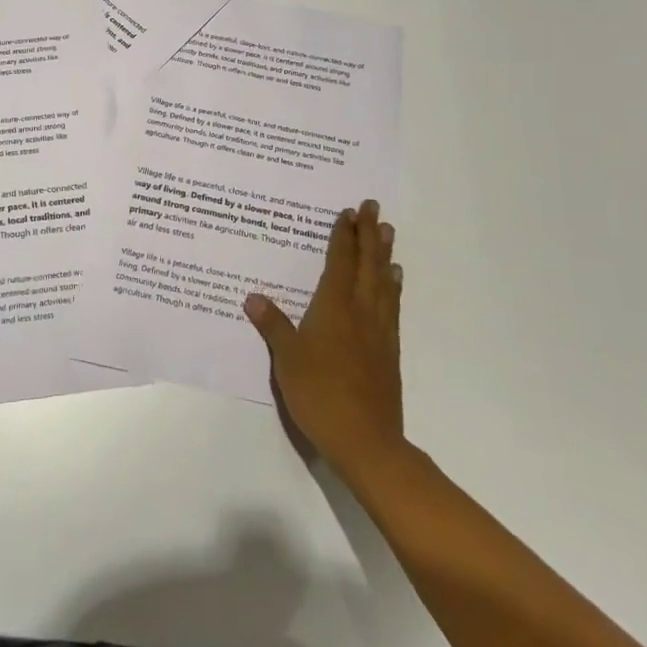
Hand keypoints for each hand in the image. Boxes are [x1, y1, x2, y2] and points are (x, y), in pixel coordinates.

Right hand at [244, 199, 403, 480]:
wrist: (366, 439)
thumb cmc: (319, 393)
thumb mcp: (286, 358)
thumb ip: (272, 325)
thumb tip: (253, 296)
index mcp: (334, 306)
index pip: (340, 261)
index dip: (343, 235)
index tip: (348, 211)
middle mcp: (361, 310)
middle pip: (367, 264)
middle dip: (369, 233)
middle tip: (374, 207)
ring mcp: (379, 330)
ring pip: (384, 281)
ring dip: (384, 254)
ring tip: (388, 233)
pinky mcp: (389, 350)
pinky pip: (392, 305)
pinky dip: (393, 286)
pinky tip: (393, 281)